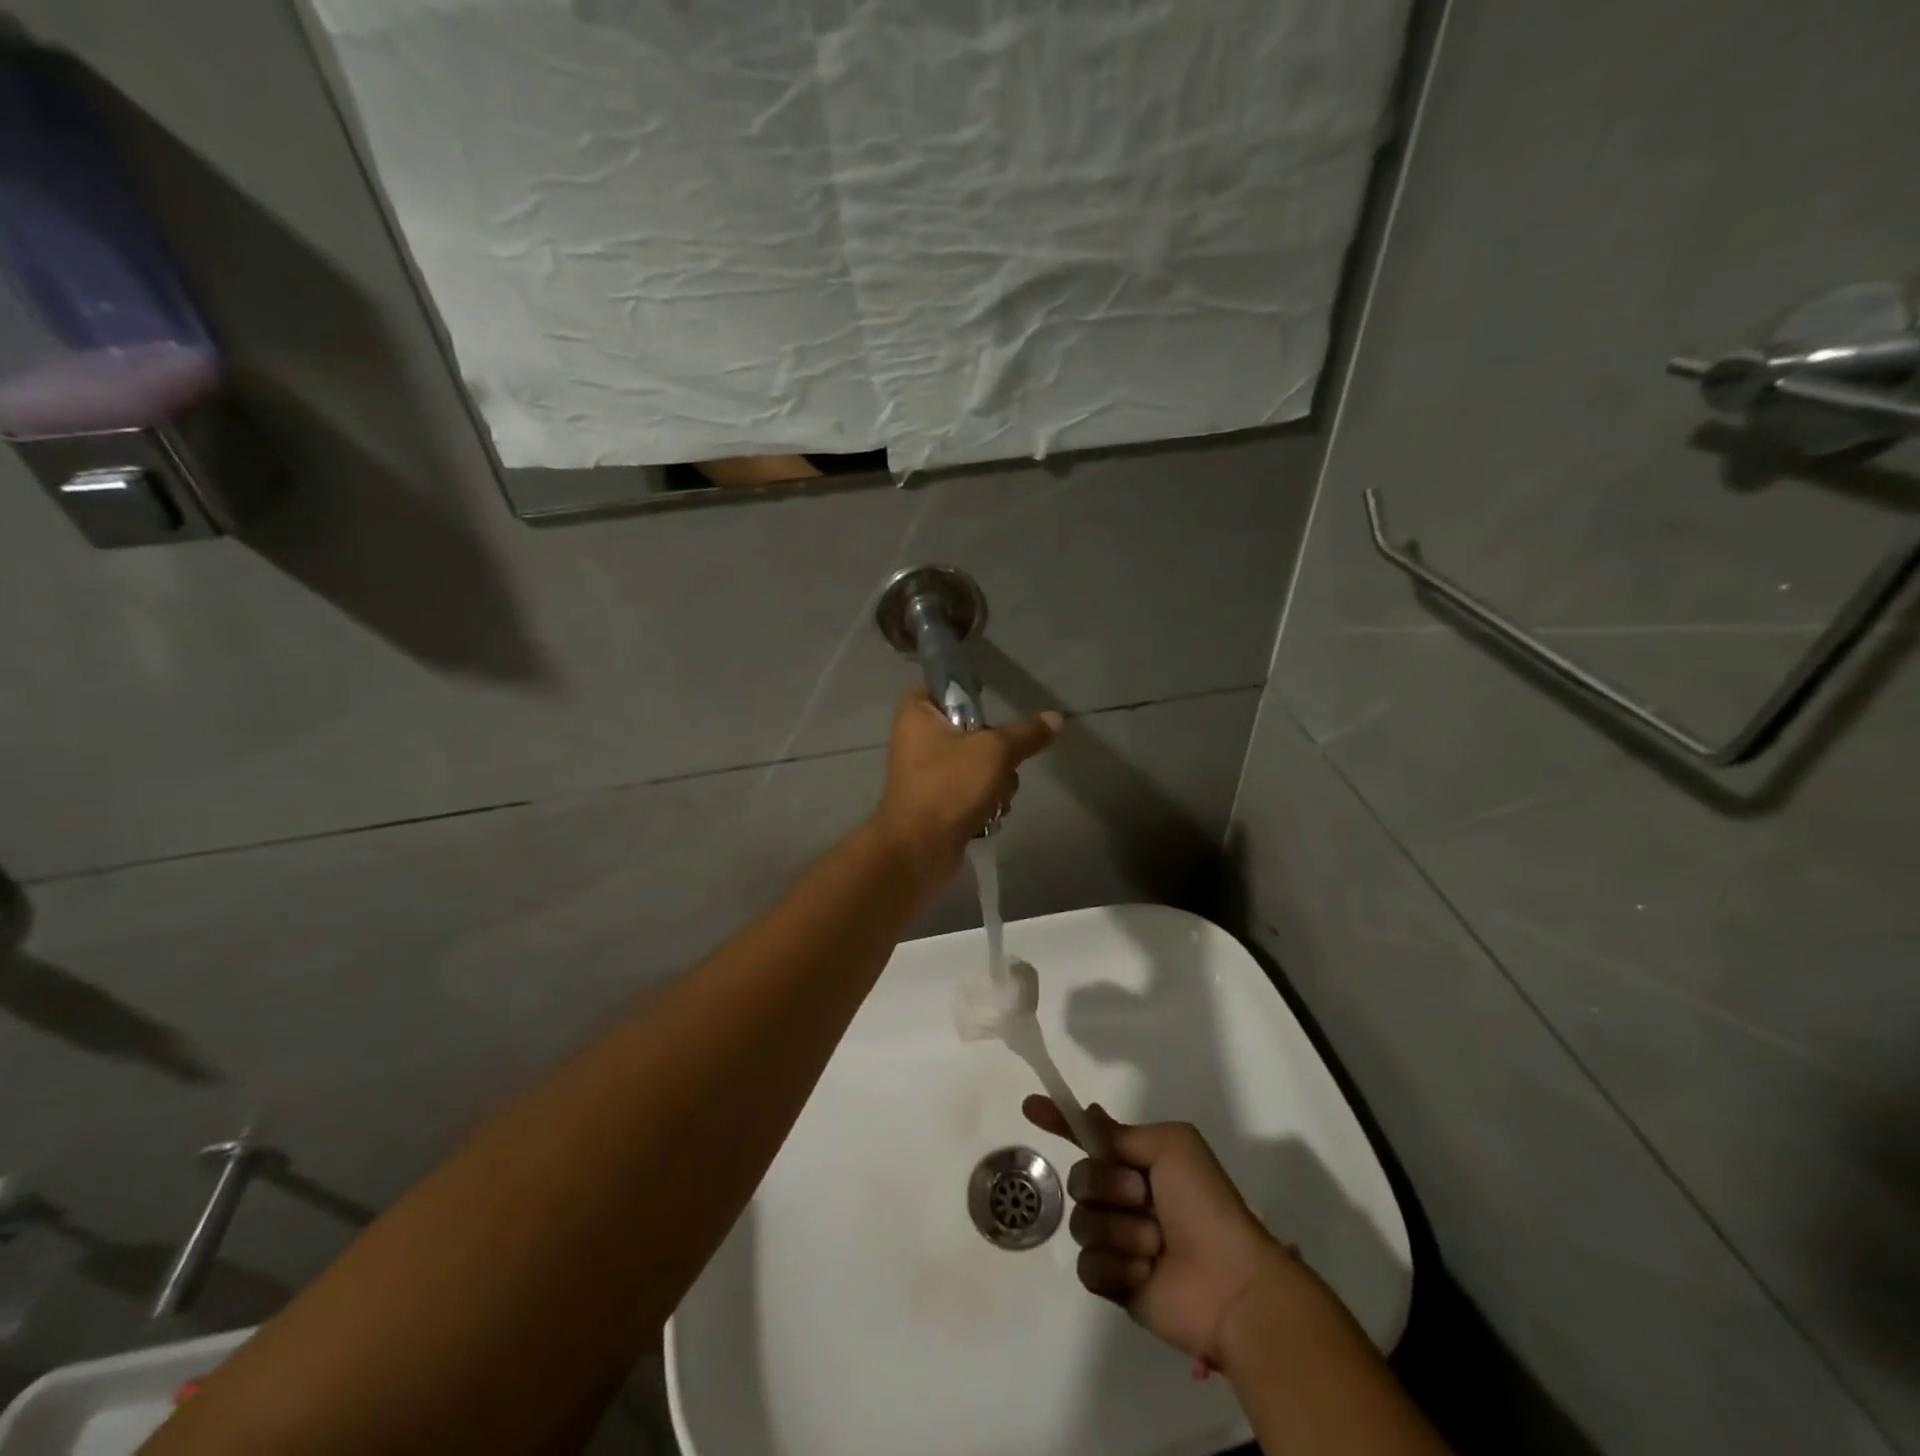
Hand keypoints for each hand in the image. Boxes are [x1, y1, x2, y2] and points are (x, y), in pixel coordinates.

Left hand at [871, 689, 1060, 883]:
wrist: (919, 849)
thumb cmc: (950, 786)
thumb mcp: (996, 752)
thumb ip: (1027, 734)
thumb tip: (1056, 718)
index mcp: (918, 713)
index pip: (945, 686)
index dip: (972, 695)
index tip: (993, 713)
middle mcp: (917, 739)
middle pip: (972, 730)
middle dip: (997, 753)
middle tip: (999, 766)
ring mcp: (927, 773)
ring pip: (979, 764)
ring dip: (997, 783)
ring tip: (994, 798)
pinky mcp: (937, 802)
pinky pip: (972, 791)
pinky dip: (985, 803)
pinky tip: (989, 816)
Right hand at [1024, 1096, 1304, 1370]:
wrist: (1231, 1283)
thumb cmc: (1205, 1204)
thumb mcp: (1171, 1147)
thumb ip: (1123, 1134)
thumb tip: (1090, 1114)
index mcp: (1136, 1165)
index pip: (1087, 1139)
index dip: (1058, 1121)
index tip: (1029, 1106)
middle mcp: (1122, 1199)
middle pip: (1080, 1179)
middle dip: (1108, 1187)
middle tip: (1143, 1198)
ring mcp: (1115, 1242)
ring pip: (1082, 1223)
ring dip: (1120, 1231)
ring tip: (1155, 1245)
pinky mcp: (1113, 1284)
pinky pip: (1087, 1267)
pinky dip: (1116, 1267)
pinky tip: (1145, 1273)